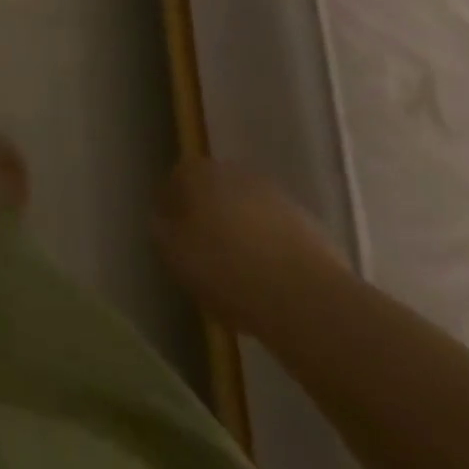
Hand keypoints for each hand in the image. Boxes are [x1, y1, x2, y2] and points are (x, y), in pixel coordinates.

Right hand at [153, 158, 342, 328]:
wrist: (306, 296)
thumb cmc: (226, 270)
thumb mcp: (175, 255)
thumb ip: (162, 232)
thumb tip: (163, 221)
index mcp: (197, 173)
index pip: (175, 182)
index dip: (171, 212)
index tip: (173, 242)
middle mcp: (234, 172)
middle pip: (213, 193)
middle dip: (208, 219)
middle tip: (205, 258)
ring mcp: (274, 194)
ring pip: (245, 212)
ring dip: (240, 234)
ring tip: (239, 277)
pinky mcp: (306, 222)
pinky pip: (275, 233)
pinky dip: (268, 250)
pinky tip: (268, 284)